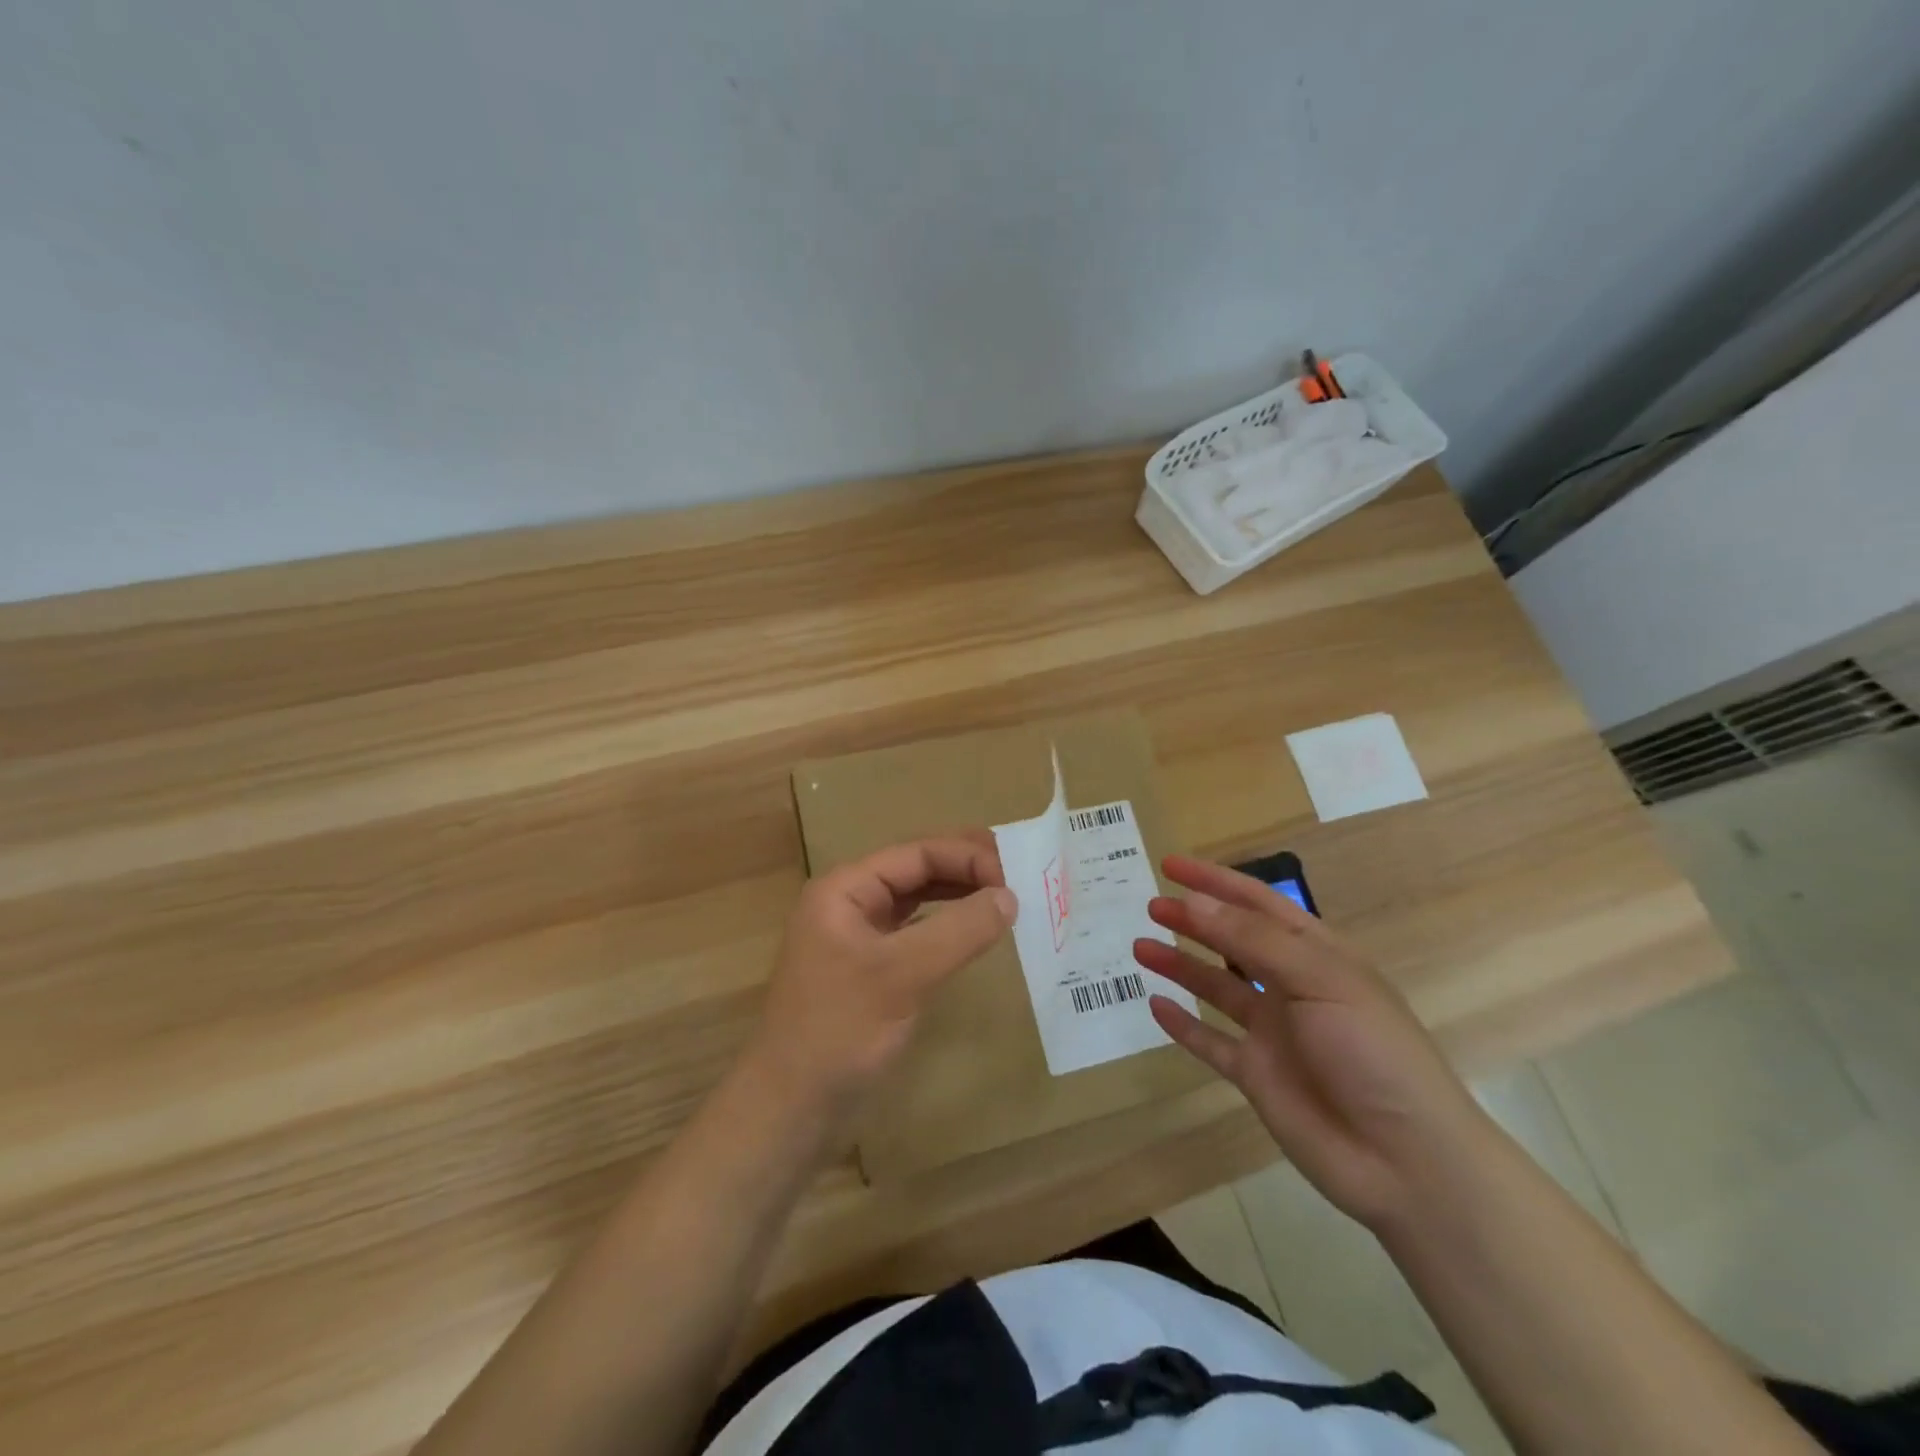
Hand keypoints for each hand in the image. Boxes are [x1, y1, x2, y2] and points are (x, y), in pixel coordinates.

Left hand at [746, 832, 1016, 1129]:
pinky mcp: (871, 971)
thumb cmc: (839, 1031)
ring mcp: (860, 938)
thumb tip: (1010, 896)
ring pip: (919, 901)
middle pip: (917, 870)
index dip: (968, 856)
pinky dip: (949, 929)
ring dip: (960, 896)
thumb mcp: (901, 975)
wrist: (791, 1109)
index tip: (1016, 874)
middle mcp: (851, 903)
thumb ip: (958, 932)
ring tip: (1007, 896)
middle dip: (967, 869)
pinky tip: (976, 933)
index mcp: (845, 889)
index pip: (916, 854)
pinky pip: (917, 934)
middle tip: (1021, 874)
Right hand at [1133, 855, 1487, 1229]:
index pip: (1258, 904)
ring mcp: (1272, 1032)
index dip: (1216, 881)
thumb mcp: (1319, 980)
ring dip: (1180, 966)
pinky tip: (1156, 1005)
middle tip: (1151, 906)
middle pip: (1232, 941)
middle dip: (1193, 920)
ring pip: (1216, 987)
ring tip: (1140, 947)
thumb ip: (1252, 941)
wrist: (1405, 1161)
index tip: (1171, 865)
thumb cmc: (1372, 1052)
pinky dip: (1183, 1024)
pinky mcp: (1256, 1075)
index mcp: (1316, 955)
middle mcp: (1291, 987)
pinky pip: (1211, 1042)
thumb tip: (1194, 902)